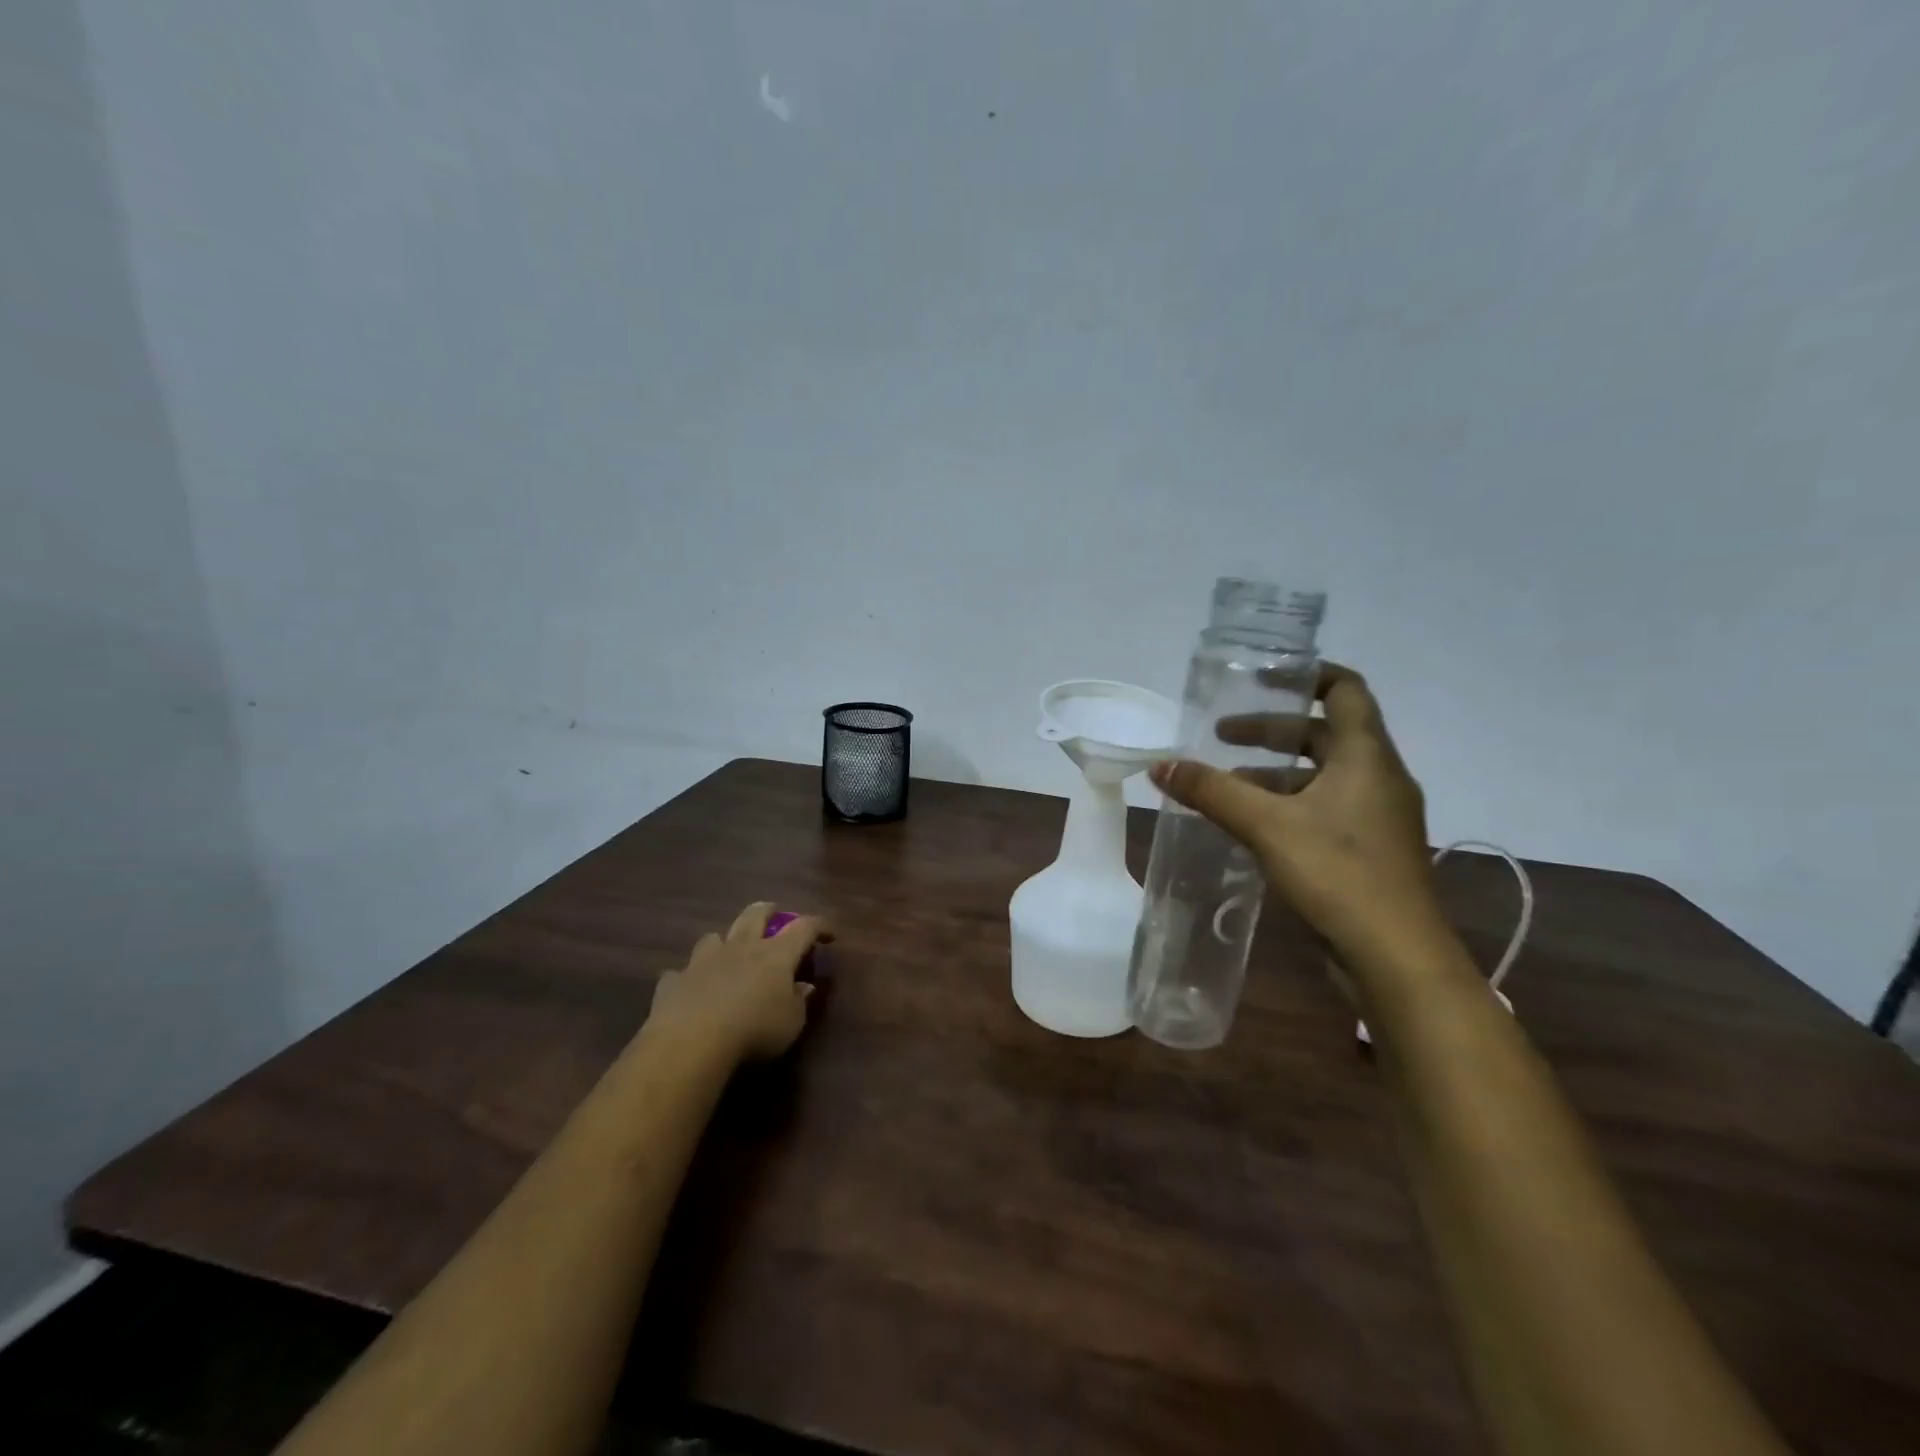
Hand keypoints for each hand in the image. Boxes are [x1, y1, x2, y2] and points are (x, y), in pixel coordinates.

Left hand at [647, 902, 829, 1062]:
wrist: (691, 1043)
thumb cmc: (754, 1031)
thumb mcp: (791, 1023)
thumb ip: (799, 1001)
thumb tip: (804, 986)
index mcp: (775, 954)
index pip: (804, 928)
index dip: (819, 926)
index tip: (829, 933)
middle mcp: (740, 948)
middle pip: (755, 914)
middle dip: (769, 910)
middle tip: (776, 914)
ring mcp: (703, 961)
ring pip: (714, 937)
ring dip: (724, 942)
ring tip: (728, 952)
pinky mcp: (674, 982)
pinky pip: (681, 972)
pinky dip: (689, 978)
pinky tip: (690, 989)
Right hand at [1150, 664, 1439, 961]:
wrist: (1398, 958)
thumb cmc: (1339, 873)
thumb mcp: (1266, 825)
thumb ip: (1211, 791)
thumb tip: (1160, 764)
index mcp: (1366, 755)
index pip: (1345, 690)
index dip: (1305, 675)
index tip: (1261, 677)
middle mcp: (1378, 778)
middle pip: (1323, 735)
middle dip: (1271, 731)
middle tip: (1221, 737)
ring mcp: (1378, 817)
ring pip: (1321, 777)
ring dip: (1273, 775)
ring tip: (1224, 788)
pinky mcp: (1369, 852)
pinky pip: (1324, 810)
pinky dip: (1286, 806)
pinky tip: (1251, 827)